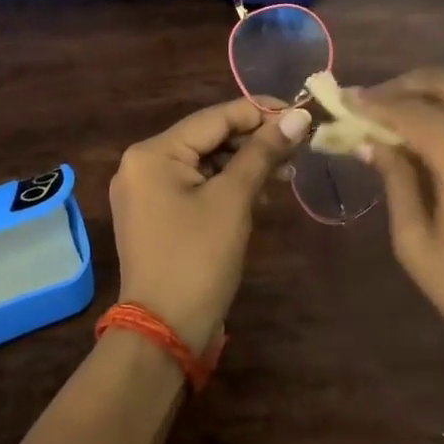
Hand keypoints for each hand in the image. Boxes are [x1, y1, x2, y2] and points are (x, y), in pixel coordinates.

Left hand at [109, 97, 311, 353]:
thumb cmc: (198, 258)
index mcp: (153, 153)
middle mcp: (142, 164)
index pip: (215, 117)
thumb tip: (298, 116)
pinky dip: (227, 186)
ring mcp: (146, 191)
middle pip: (209, 138)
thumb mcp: (233, 200)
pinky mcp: (157, 215)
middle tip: (299, 148)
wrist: (164, 331)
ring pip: (205, 163)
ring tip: (286, 171)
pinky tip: (261, 194)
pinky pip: (196, 186)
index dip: (260, 112)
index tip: (301, 115)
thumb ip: (263, 153)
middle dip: (254, 142)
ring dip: (245, 165)